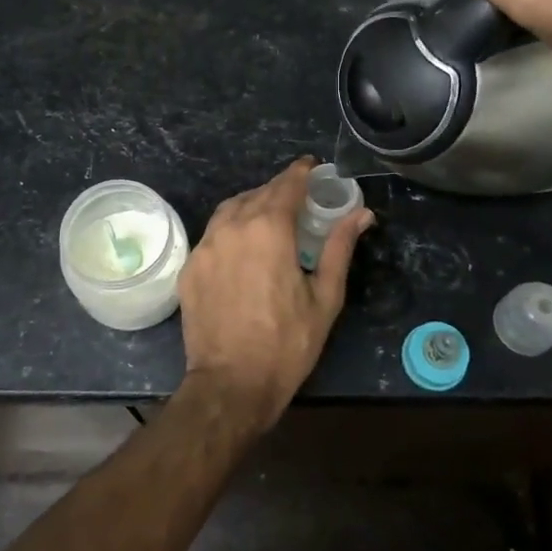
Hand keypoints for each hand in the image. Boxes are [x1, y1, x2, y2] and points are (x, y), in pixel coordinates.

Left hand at [178, 158, 374, 427]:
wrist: (230, 384)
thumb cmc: (286, 344)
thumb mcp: (325, 298)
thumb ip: (339, 248)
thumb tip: (361, 215)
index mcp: (269, 229)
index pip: (287, 185)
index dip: (301, 172)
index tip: (312, 165)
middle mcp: (233, 227)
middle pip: (258, 193)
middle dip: (279, 189)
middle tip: (299, 196)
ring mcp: (206, 246)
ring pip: (230, 209)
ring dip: (252, 204)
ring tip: (270, 215)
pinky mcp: (190, 267)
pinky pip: (213, 233)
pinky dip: (231, 227)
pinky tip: (243, 245)